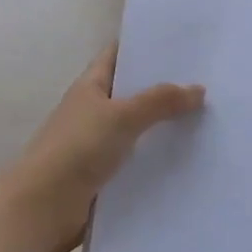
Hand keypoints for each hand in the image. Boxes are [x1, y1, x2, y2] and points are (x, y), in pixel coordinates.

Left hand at [0, 45, 204, 251]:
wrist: (42, 208)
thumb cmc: (77, 149)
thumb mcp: (121, 117)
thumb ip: (160, 101)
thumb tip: (198, 89)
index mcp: (90, 86)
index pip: (118, 55)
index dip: (144, 46)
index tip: (181, 43)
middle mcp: (94, 111)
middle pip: (133, 93)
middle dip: (164, 88)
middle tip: (207, 81)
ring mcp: (98, 145)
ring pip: (138, 129)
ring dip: (165, 126)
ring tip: (208, 118)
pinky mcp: (105, 176)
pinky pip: (138, 161)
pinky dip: (158, 159)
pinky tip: (190, 158)